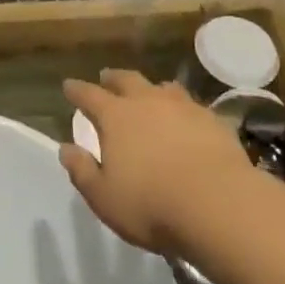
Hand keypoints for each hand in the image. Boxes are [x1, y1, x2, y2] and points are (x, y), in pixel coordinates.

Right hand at [60, 70, 250, 256]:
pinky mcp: (211, 119)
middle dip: (112, 79)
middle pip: (126, 80)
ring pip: (161, 87)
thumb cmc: (152, 205)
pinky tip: (186, 119)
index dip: (77, 91)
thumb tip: (65, 148)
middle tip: (105, 77)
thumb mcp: (104, 197)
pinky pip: (191, 105)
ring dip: (150, 89)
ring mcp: (182, 106)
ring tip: (148, 93)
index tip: (68, 86)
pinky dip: (181, 108)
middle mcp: (147, 101)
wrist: (218, 205)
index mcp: (116, 117)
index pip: (89, 95)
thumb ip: (82, 170)